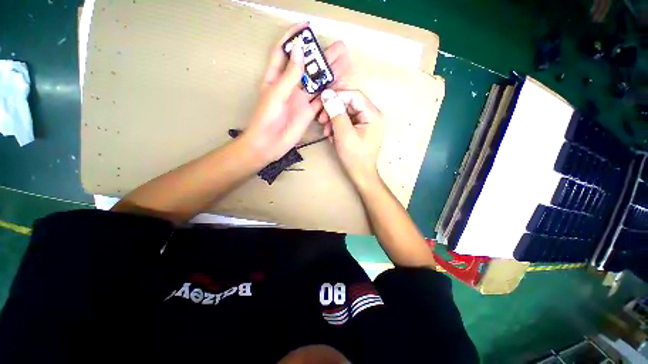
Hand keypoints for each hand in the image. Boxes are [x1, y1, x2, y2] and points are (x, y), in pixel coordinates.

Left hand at [243, 23, 351, 164]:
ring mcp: (301, 99)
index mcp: (276, 77)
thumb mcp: (276, 94)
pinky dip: (330, 92)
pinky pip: (321, 99)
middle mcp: (290, 86)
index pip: (284, 52)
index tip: (307, 28)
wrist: (269, 144)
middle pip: (307, 67)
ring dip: (329, 73)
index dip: (294, 38)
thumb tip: (300, 49)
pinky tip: (340, 84)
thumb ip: (290, 75)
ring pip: (317, 83)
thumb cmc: (266, 118)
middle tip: (338, 47)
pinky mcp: (309, 111)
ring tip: (344, 62)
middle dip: (320, 56)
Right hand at [319, 90, 385, 188]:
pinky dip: (338, 126)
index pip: (354, 95)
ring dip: (334, 120)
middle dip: (334, 110)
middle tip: (321, 119)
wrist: (361, 174)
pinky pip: (348, 121)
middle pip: (350, 103)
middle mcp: (372, 115)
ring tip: (326, 131)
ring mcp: (367, 122)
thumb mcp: (343, 134)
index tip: (322, 103)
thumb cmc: (354, 157)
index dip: (337, 96)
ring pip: (347, 112)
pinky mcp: (362, 129)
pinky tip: (332, 135)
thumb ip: (336, 112)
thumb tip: (327, 93)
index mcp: (373, 114)